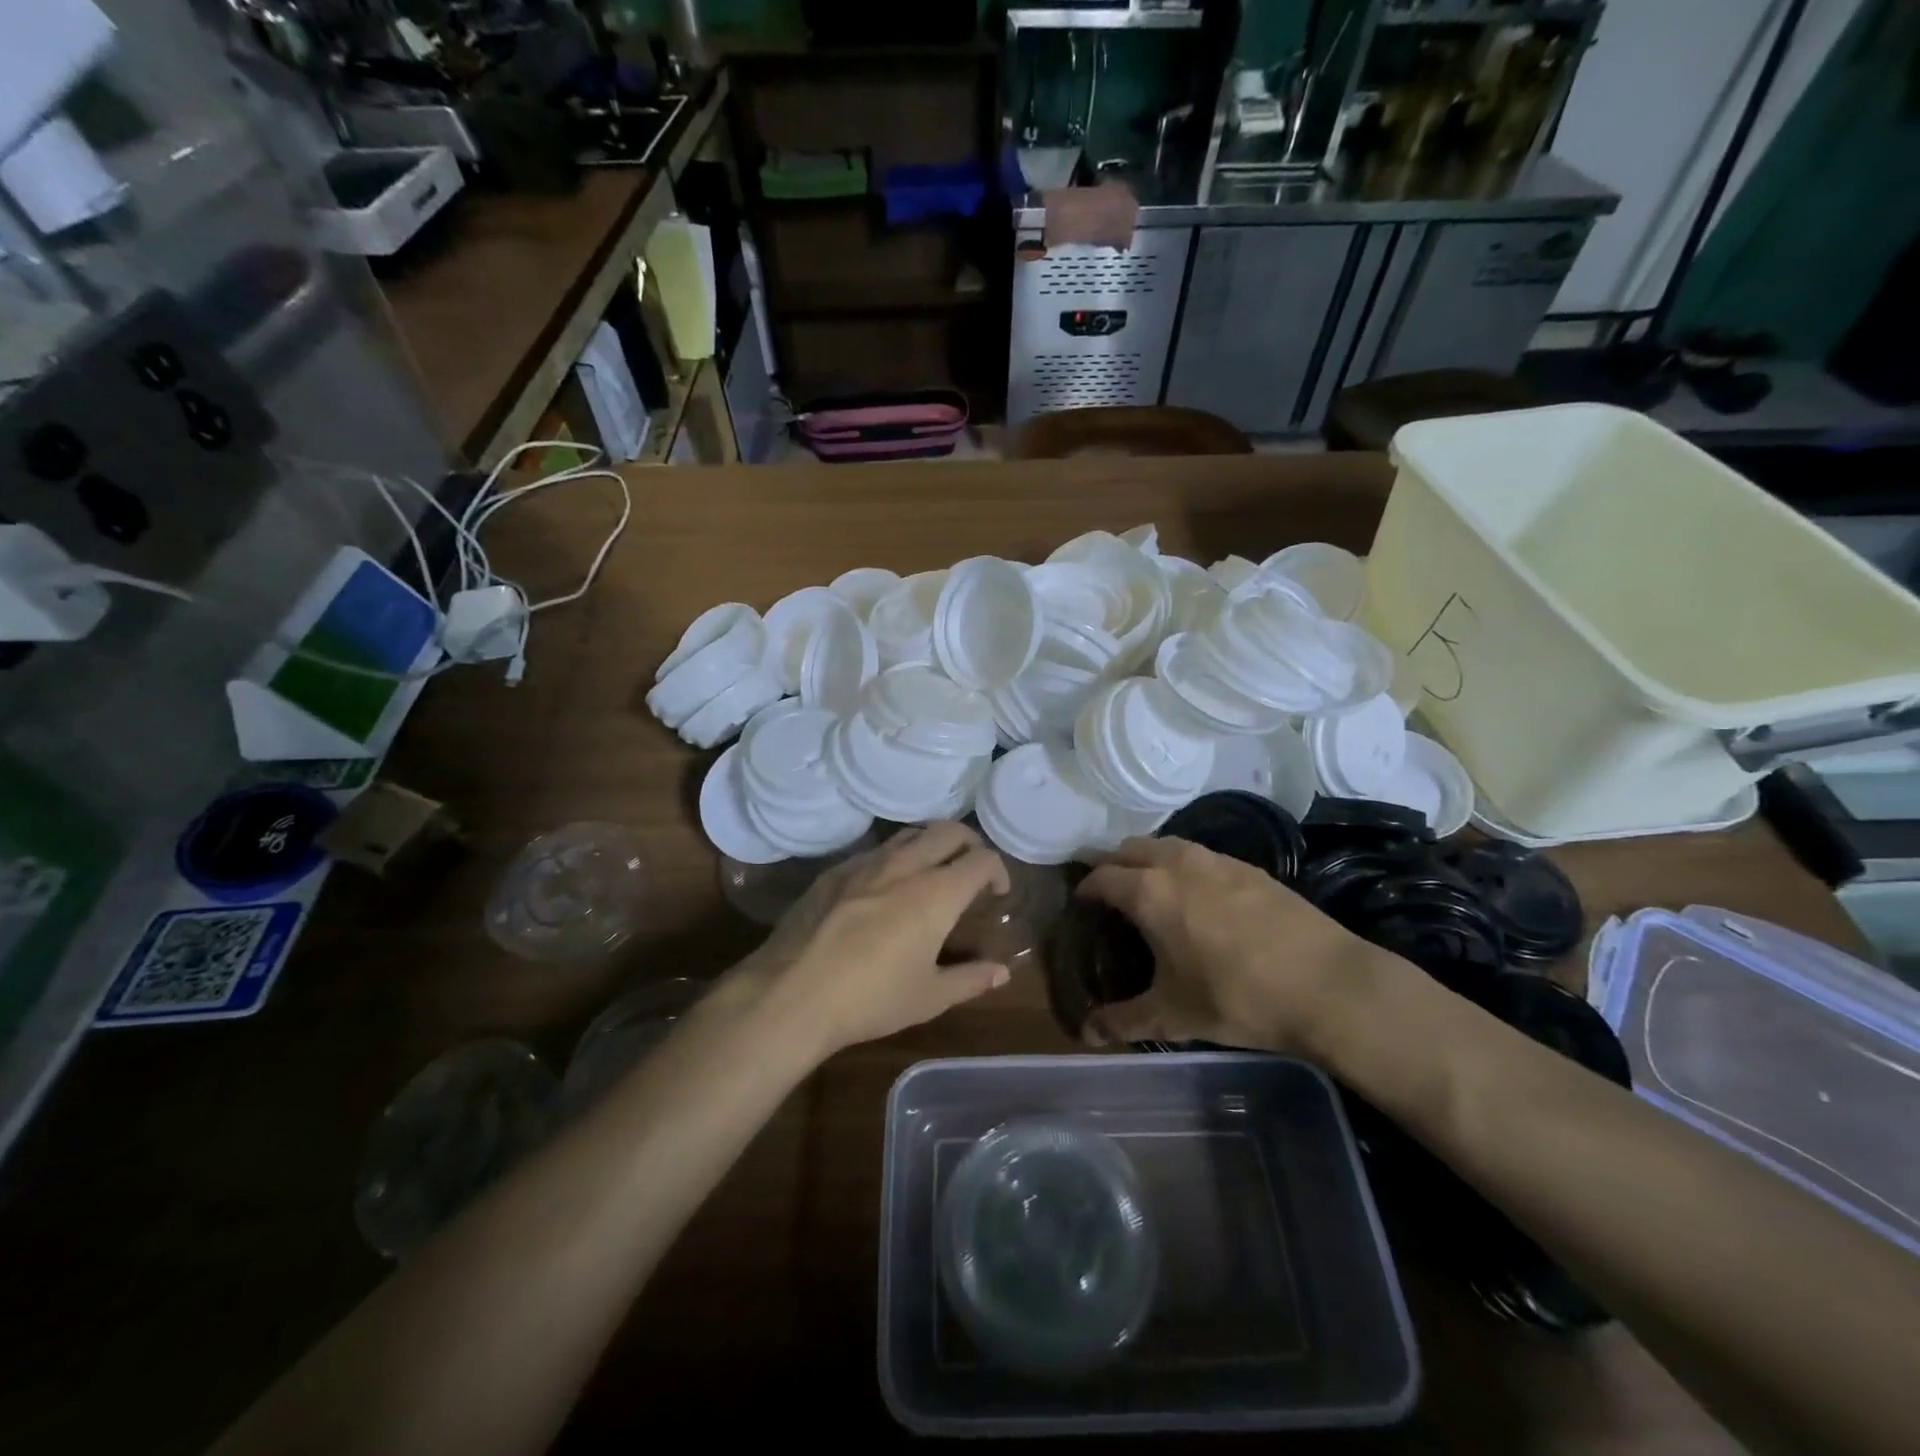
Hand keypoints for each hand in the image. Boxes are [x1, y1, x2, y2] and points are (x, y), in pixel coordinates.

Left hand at [753, 823, 1013, 1056]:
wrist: (791, 994)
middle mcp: (905, 865)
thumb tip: (1001, 972)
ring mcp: (865, 863)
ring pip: (910, 834)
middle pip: (949, 831)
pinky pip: (875, 851)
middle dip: (969, 843)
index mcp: (936, 892)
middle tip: (971, 869)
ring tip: (932, 871)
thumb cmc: (871, 999)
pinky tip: (885, 889)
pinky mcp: (834, 872)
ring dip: (931, 844)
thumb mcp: (929, 997)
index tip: (997, 891)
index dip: (997, 870)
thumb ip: (971, 979)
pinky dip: (894, 858)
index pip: (982, 859)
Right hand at [1076, 837, 1397, 1055]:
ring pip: (1168, 845)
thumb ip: (1124, 1020)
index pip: (1101, 877)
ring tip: (1150, 890)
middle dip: (1112, 865)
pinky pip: (1202, 856)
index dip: (1085, 888)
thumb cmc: (1238, 998)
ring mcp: (1217, 861)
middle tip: (1108, 893)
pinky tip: (1200, 898)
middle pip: (1130, 848)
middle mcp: (1178, 864)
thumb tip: (1087, 1033)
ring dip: (1149, 860)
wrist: (1329, 985)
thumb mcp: (1173, 1015)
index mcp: (1149, 892)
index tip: (1080, 904)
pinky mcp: (1250, 868)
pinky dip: (1185, 866)